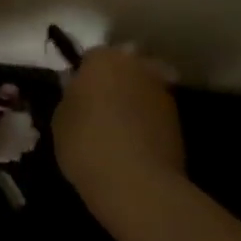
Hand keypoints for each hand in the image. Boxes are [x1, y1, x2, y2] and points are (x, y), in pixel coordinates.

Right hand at [53, 47, 184, 228]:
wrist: (137, 183)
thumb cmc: (87, 144)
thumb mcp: (60, 120)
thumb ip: (71, 99)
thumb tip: (79, 94)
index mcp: (103, 58)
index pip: (91, 57)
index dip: (84, 76)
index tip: (78, 96)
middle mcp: (137, 65)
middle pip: (124, 67)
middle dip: (115, 81)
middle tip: (101, 108)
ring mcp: (162, 91)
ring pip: (144, 88)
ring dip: (134, 101)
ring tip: (120, 130)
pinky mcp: (179, 119)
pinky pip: (156, 113)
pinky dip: (148, 122)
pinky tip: (136, 144)